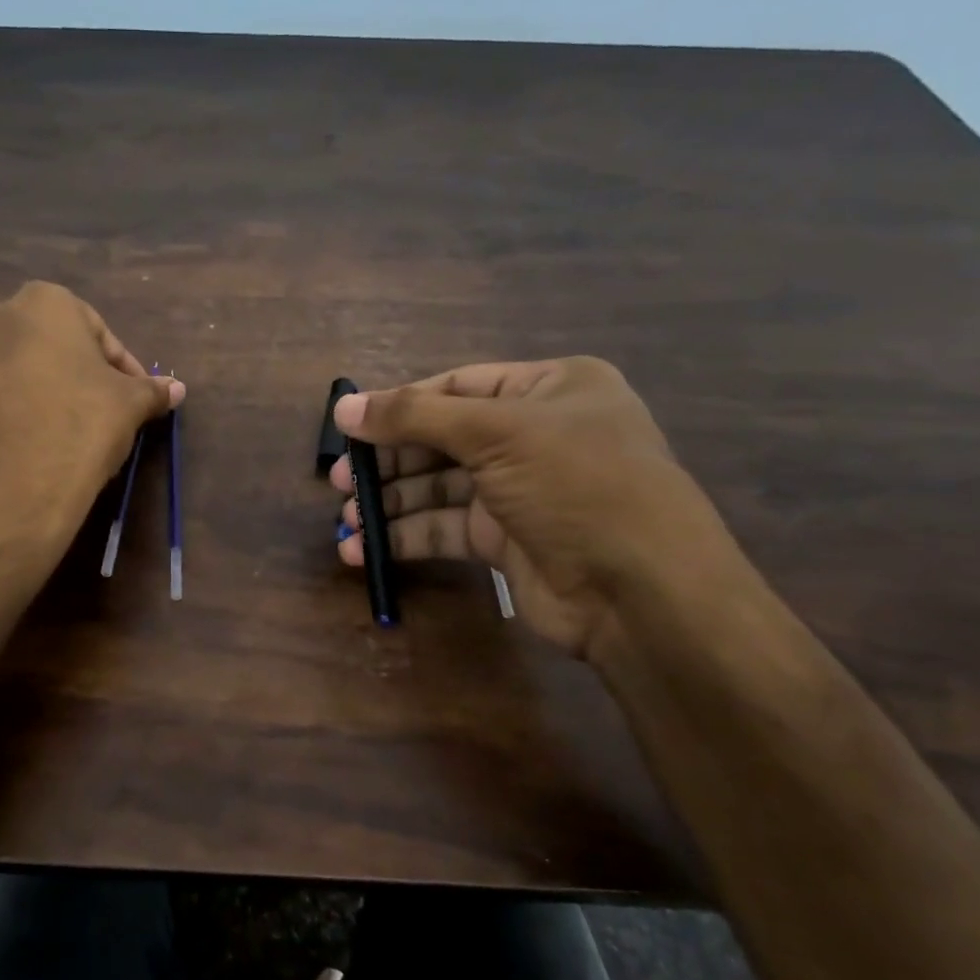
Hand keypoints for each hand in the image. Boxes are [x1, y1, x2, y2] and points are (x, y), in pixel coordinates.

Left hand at [0, 282, 182, 551]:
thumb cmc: (79, 423)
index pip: (99, 333)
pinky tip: (43, 448)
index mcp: (44, 302)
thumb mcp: (129, 405)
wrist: (7, 487)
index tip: (138, 400)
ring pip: (25, 374)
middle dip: (84, 379)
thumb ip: (151, 391)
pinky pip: (0, 400)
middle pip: (57, 349)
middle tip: (109, 415)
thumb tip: (177, 389)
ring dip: (53, 396)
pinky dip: (23, 415)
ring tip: (77, 436)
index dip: (125, 370)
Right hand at [331, 357, 734, 656]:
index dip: (399, 405)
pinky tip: (364, 550)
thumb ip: (414, 417)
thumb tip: (343, 407)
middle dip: (388, 461)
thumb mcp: (497, 433)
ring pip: (437, 488)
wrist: (641, 592)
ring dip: (389, 505)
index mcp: (548, 389)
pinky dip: (404, 537)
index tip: (348, 427)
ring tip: (345, 522)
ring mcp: (519, 491)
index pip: (456, 387)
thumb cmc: (576, 484)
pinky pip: (444, 529)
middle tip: (338, 481)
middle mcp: (534, 435)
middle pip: (441, 439)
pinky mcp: (505, 540)